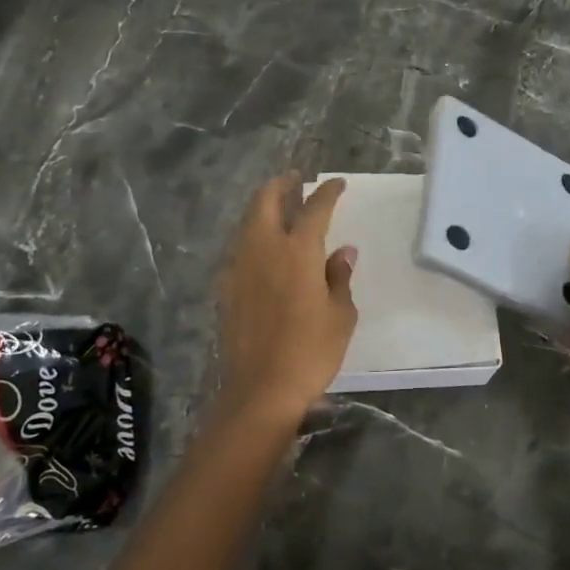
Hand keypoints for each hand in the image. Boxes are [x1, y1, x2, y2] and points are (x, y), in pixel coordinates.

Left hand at [214, 176, 358, 428]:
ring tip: (279, 207)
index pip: (315, 208)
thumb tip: (343, 251)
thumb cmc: (311, 351)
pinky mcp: (226, 286)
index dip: (327, 192)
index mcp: (298, 250)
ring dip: (264, 207)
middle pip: (266, 200)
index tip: (337, 183)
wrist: (260, 389)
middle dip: (281, 185)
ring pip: (248, 221)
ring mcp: (239, 265)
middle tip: (295, 180)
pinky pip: (240, 246)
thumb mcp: (340, 314)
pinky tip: (263, 247)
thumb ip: (339, 276)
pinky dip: (253, 235)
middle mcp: (264, 248)